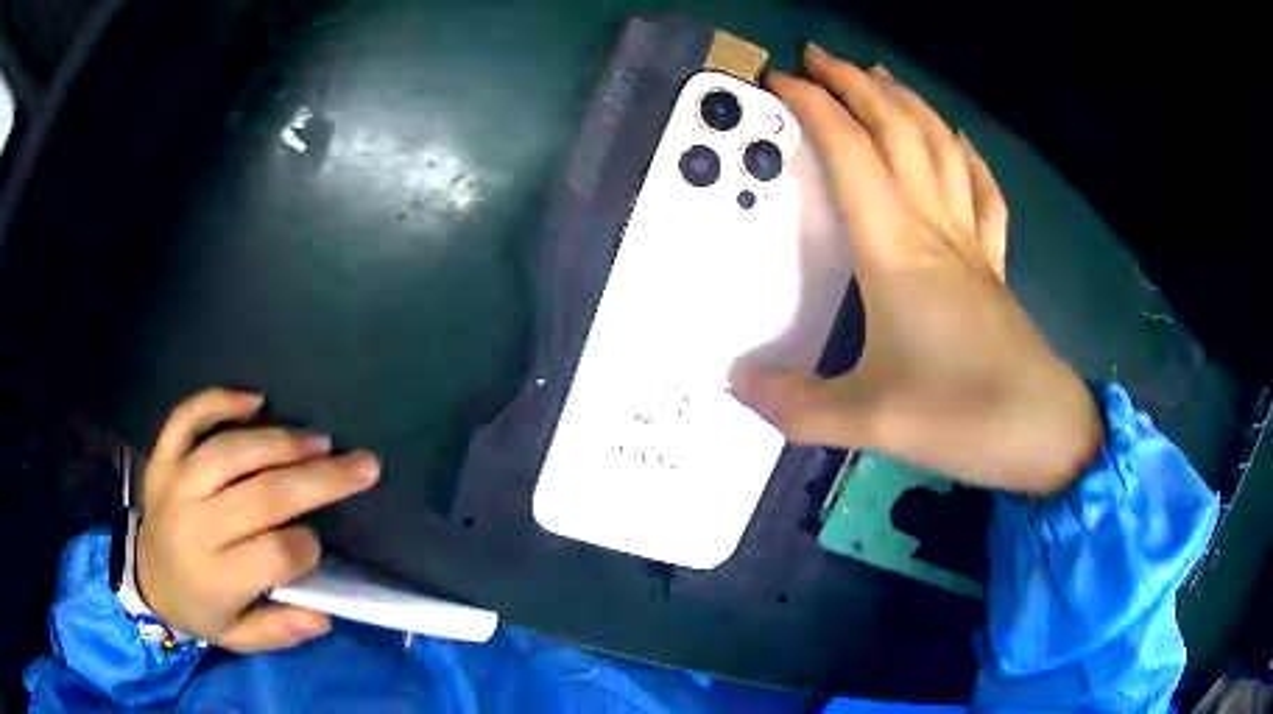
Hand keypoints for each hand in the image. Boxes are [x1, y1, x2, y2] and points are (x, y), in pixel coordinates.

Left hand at [136, 389, 379, 651]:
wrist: (147, 579)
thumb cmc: (199, 610)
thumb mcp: (239, 638)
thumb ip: (280, 630)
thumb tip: (324, 614)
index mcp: (215, 578)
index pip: (275, 554)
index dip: (308, 548)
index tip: (318, 547)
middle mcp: (194, 525)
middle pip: (262, 494)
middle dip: (319, 480)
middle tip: (362, 465)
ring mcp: (175, 483)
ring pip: (231, 452)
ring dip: (280, 442)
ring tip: (319, 441)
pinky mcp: (163, 457)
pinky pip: (187, 419)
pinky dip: (219, 402)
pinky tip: (254, 399)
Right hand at [730, 45, 1101, 494]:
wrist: (1041, 431)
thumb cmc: (961, 416)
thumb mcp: (868, 422)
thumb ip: (796, 405)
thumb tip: (736, 385)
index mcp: (896, 251)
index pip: (850, 154)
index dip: (814, 107)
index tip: (779, 79)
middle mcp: (934, 229)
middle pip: (898, 131)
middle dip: (856, 85)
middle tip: (820, 58)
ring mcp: (972, 242)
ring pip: (941, 148)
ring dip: (908, 104)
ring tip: (879, 77)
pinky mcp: (994, 264)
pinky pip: (983, 192)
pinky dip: (967, 156)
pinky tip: (956, 139)